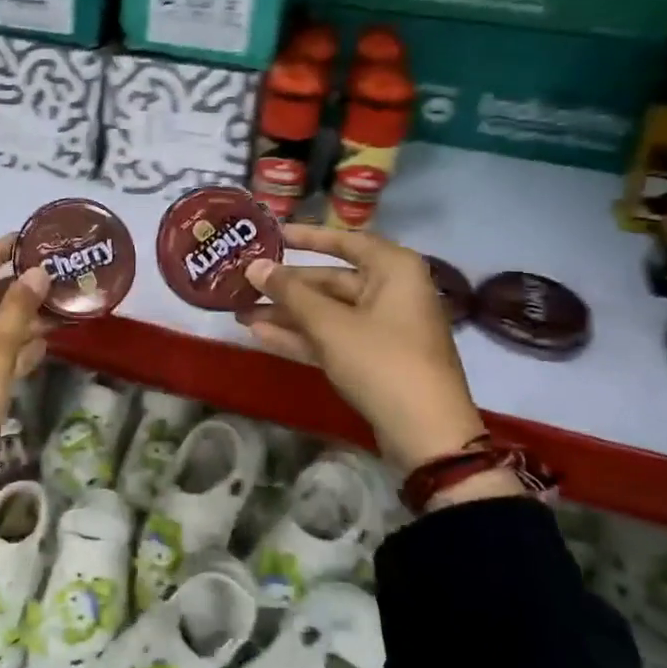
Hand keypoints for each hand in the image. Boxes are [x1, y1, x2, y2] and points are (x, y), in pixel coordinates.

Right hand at [240, 226, 485, 474]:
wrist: (425, 432)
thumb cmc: (381, 360)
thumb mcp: (329, 323)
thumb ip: (289, 293)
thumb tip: (253, 266)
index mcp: (394, 270)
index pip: (346, 241)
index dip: (308, 237)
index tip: (273, 235)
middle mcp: (391, 292)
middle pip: (331, 281)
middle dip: (286, 287)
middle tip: (244, 284)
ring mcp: (384, 328)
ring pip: (327, 312)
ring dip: (286, 315)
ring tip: (241, 313)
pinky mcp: (374, 359)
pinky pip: (332, 338)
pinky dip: (301, 337)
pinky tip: (260, 335)